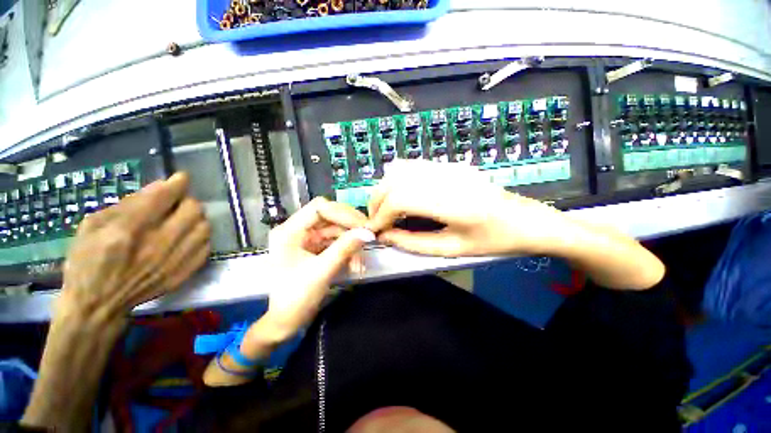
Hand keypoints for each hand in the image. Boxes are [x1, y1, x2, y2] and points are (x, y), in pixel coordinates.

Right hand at [57, 172, 210, 325]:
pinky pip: (206, 246)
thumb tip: (160, 188)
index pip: (164, 197)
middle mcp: (157, 244)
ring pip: (204, 227)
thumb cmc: (86, 263)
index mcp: (128, 230)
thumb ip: (127, 204)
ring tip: (182, 220)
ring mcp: (174, 261)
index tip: (182, 178)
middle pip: (193, 210)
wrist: (98, 306)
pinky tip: (187, 237)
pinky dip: (200, 237)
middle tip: (176, 203)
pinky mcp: (185, 273)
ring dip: (196, 218)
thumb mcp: (92, 226)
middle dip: (186, 200)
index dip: (177, 183)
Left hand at [204, 198, 370, 385]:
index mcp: (289, 231)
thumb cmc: (296, 299)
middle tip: (368, 236)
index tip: (363, 225)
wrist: (286, 323)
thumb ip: (344, 249)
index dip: (343, 213)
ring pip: (335, 230)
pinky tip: (355, 264)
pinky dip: (347, 250)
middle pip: (329, 216)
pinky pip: (335, 241)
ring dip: (350, 243)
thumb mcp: (322, 272)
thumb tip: (368, 232)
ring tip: (360, 263)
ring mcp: (307, 239)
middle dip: (350, 228)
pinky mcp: (315, 248)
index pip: (319, 208)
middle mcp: (297, 230)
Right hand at [366, 160, 564, 256]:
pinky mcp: (447, 164)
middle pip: (394, 181)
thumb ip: (413, 243)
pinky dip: (396, 180)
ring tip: (385, 210)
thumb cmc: (493, 240)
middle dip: (377, 202)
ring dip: (385, 190)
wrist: (524, 218)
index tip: (374, 231)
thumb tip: (384, 236)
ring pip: (399, 169)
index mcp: (451, 202)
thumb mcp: (452, 249)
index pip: (400, 199)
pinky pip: (411, 166)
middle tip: (377, 222)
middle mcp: (445, 178)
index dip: (380, 215)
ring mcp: (446, 166)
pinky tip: (399, 195)